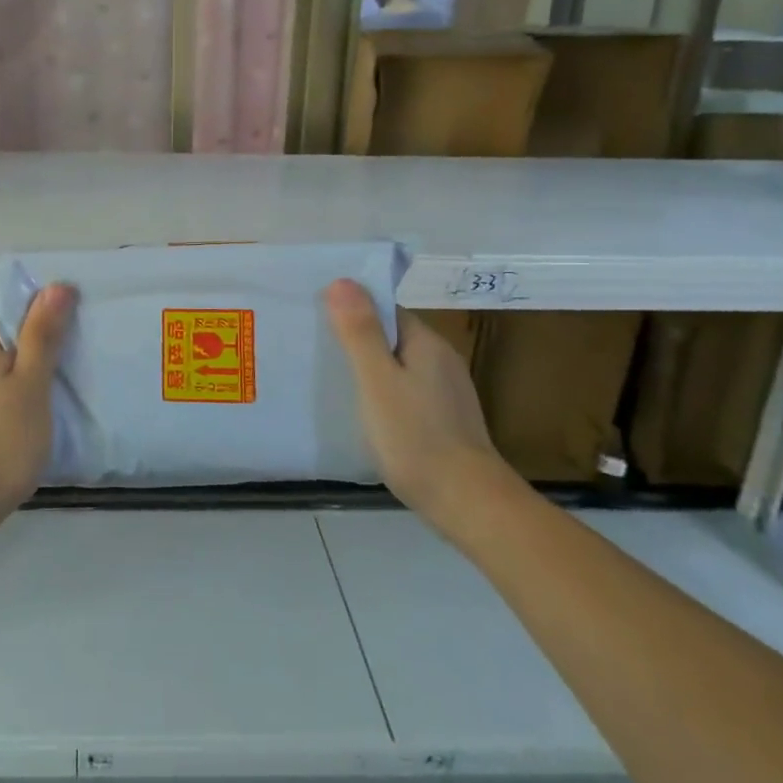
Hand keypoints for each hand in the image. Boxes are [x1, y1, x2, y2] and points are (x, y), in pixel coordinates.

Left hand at [0, 284, 74, 530]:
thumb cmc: (0, 444)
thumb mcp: (33, 386)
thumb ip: (43, 334)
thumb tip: (56, 284)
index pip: (9, 317)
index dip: (38, 329)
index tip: (61, 354)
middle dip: (22, 361)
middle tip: (52, 390)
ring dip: (5, 387)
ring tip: (30, 418)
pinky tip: (2, 436)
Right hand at [324, 280, 515, 532]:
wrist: (467, 502)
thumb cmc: (416, 436)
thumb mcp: (377, 381)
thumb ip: (360, 332)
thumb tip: (343, 280)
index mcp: (426, 343)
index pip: (386, 310)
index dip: (353, 309)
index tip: (317, 319)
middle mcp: (441, 360)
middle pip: (392, 337)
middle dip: (357, 339)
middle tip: (316, 349)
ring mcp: (446, 392)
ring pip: (399, 367)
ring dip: (369, 369)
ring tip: (331, 380)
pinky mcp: (445, 420)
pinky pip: (406, 392)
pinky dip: (383, 395)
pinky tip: (365, 414)